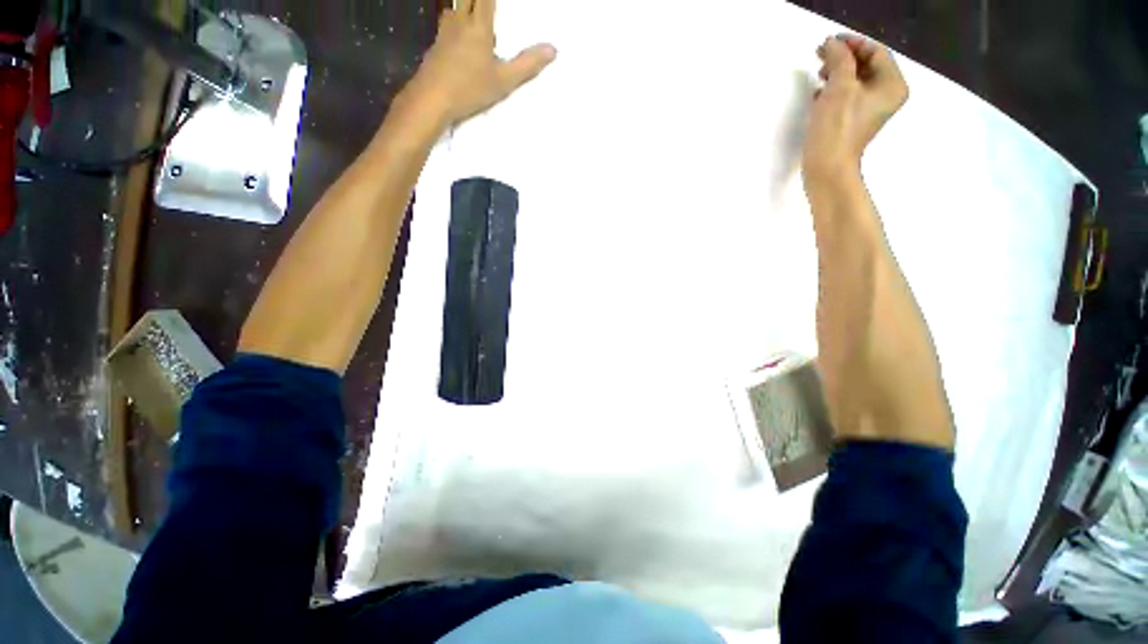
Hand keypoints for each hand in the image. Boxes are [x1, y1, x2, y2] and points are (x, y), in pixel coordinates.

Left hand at [404, 0, 556, 125]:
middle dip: (478, 1)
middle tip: (485, 7)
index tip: (497, 2)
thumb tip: (553, 49)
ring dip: (466, 7)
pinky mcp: (435, 44)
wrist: (432, 99)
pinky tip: (459, 34)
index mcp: (479, 27)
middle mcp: (459, 21)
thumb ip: (527, 65)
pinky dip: (456, 21)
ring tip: (475, 16)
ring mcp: (444, 31)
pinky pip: (447, 22)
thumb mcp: (504, 82)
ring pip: (455, 8)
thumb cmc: (470, 89)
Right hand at [803, 35, 907, 180]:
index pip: (876, 52)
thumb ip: (839, 58)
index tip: (828, 42)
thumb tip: (832, 43)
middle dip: (843, 58)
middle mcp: (886, 95)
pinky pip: (847, 96)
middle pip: (866, 65)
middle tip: (820, 56)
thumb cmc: (837, 127)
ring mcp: (870, 110)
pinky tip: (818, 93)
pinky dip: (833, 90)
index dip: (852, 43)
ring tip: (817, 74)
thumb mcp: (840, 86)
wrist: (827, 168)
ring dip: (836, 73)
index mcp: (892, 84)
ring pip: (854, 80)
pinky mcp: (853, 121)